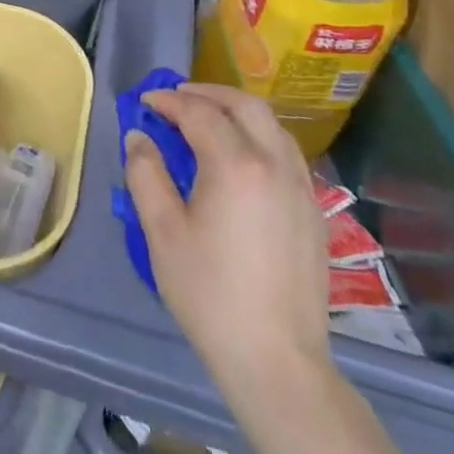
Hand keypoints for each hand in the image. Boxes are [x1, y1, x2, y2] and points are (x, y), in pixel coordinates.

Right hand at [124, 84, 332, 401]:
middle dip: (208, 93)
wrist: (276, 360)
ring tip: (206, 120)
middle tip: (176, 98)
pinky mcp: (314, 212)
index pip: (200, 113)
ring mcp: (302, 188)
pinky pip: (286, 153)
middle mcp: (276, 165)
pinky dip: (258, 136)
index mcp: (237, 165)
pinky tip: (238, 158)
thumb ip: (147, 174)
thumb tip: (140, 137)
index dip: (169, 101)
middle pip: (246, 106)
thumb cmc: (209, 293)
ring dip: (237, 111)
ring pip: (273, 126)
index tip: (145, 103)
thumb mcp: (162, 231)